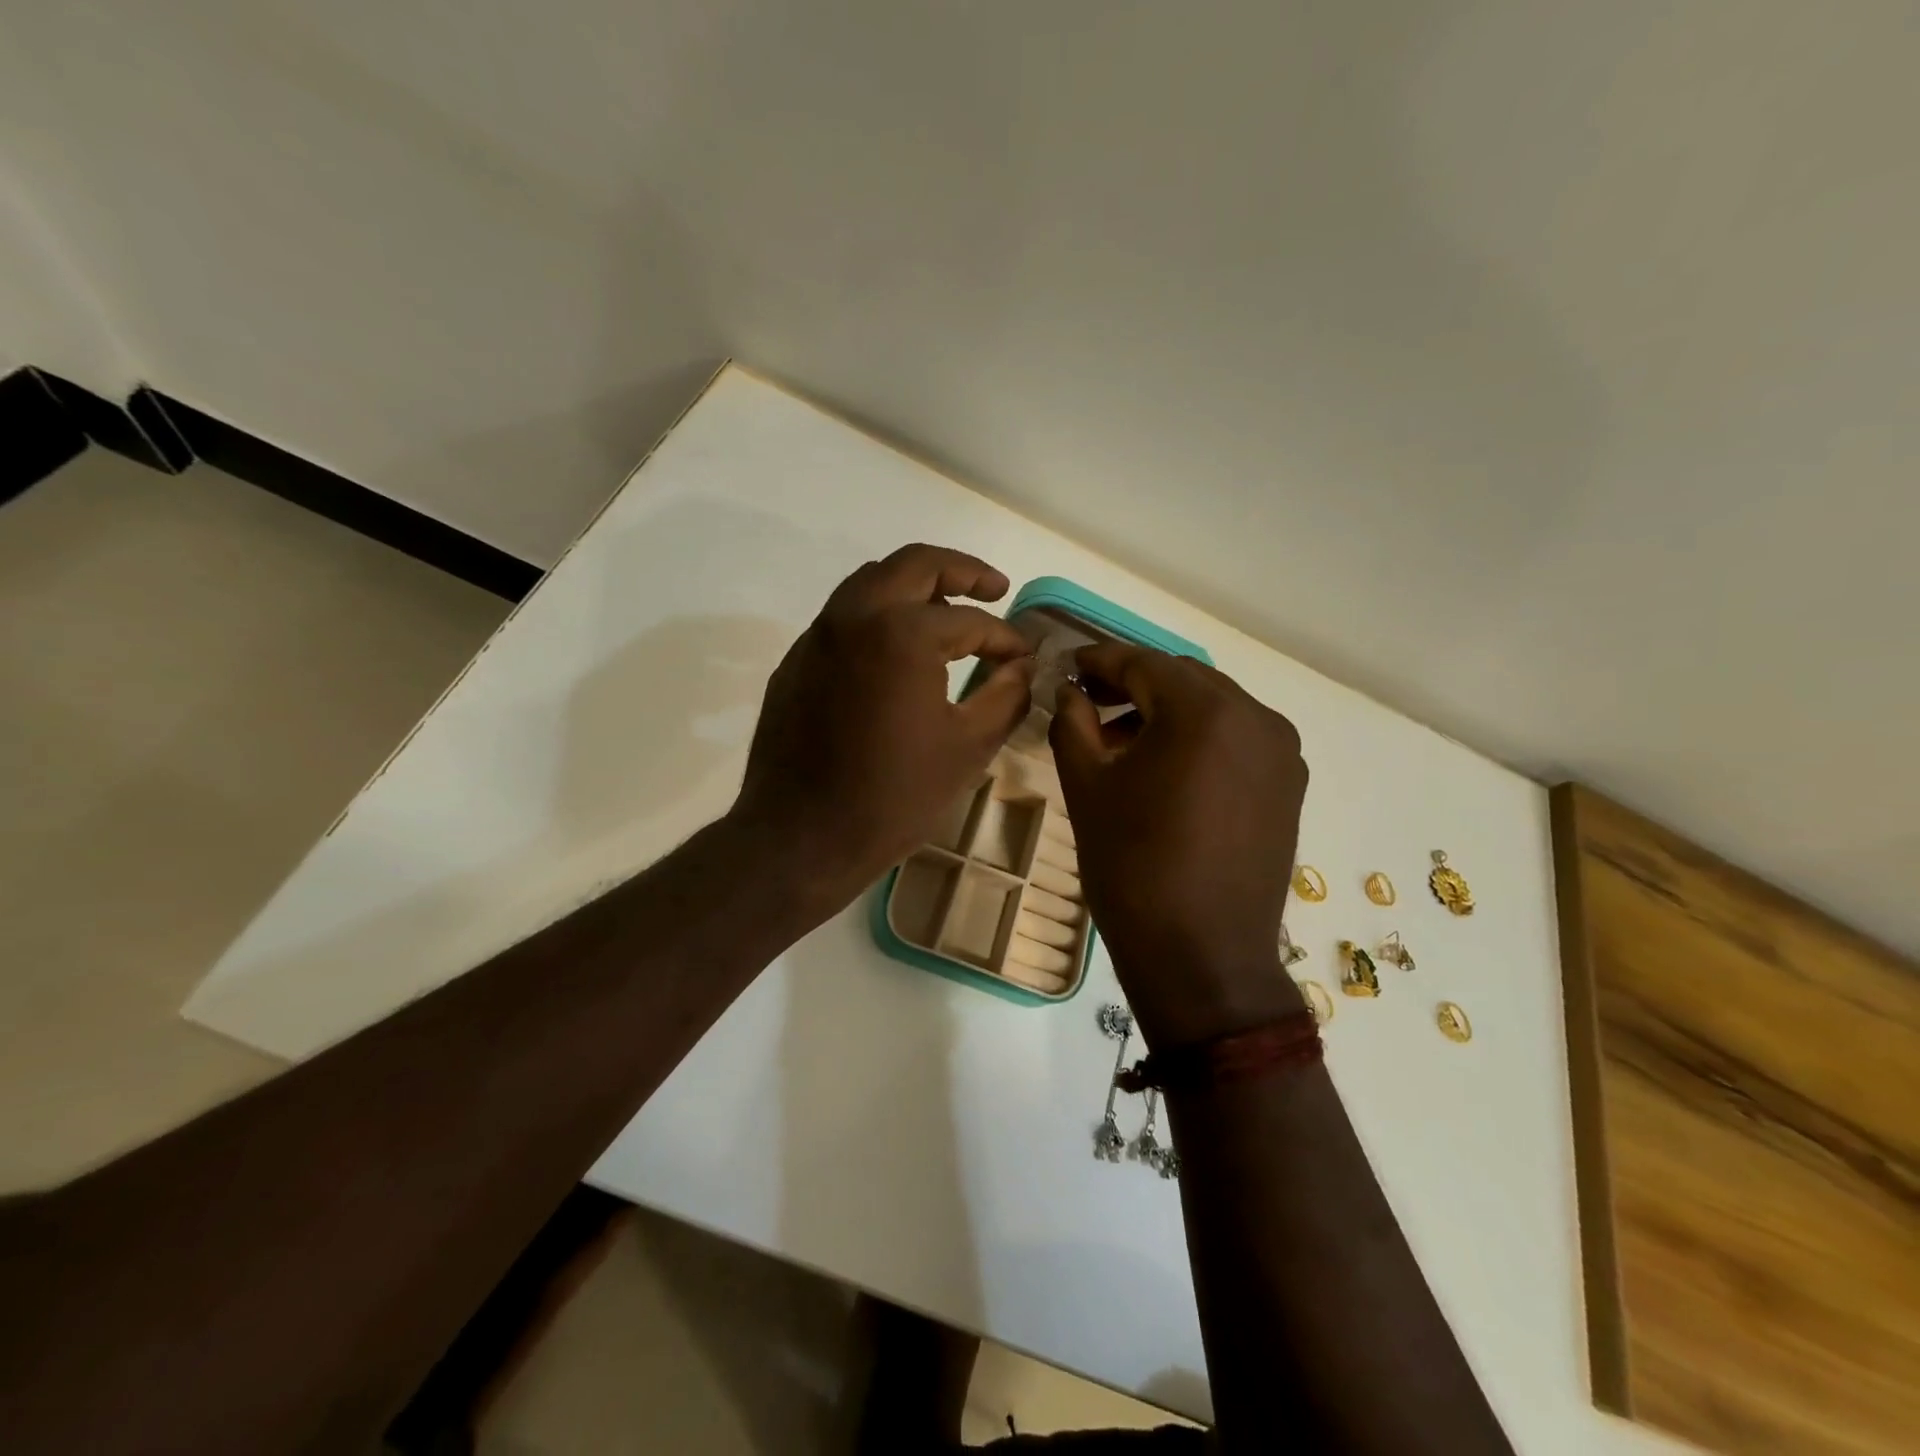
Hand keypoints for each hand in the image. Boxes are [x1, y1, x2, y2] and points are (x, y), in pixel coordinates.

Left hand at [732, 544, 1036, 910]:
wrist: (800, 839)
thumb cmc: (893, 797)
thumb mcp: (968, 748)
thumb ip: (1006, 695)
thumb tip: (1022, 665)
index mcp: (902, 633)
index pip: (970, 621)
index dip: (1006, 638)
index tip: (1024, 657)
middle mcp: (855, 616)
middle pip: (915, 564)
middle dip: (962, 570)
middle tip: (994, 588)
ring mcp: (818, 636)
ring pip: (872, 582)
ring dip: (916, 585)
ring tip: (948, 610)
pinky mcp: (796, 661)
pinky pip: (844, 617)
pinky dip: (879, 615)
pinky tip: (898, 651)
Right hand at [1050, 644, 1307, 1048]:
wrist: (1202, 957)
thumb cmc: (1133, 867)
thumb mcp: (1087, 789)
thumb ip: (1072, 724)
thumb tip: (1068, 692)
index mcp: (1204, 711)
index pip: (1142, 663)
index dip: (1099, 661)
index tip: (1067, 666)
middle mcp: (1255, 717)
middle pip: (1182, 679)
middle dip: (1133, 684)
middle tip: (1088, 702)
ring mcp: (1281, 752)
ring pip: (1213, 707)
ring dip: (1167, 711)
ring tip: (1122, 741)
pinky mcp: (1289, 784)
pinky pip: (1237, 738)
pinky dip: (1199, 738)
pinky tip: (1166, 768)